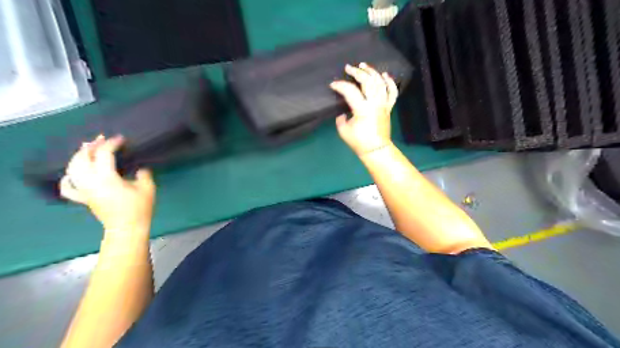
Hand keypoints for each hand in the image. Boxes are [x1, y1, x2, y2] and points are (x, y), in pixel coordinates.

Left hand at [60, 134, 156, 233]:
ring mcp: (84, 190)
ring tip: (87, 150)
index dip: (112, 144)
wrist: (127, 228)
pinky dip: (67, 178)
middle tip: (102, 140)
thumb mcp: (147, 188)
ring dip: (79, 157)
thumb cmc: (139, 208)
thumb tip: (139, 168)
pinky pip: (68, 187)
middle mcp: (90, 181)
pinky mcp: (83, 198)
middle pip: (83, 158)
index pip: (104, 154)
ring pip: (72, 169)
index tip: (122, 139)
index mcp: (106, 177)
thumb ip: (143, 174)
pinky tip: (71, 174)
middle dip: (92, 146)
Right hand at [329, 63, 396, 155]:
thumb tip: (343, 111)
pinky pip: (392, 92)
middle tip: (348, 68)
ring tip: (364, 66)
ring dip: (372, 72)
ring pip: (380, 83)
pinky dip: (390, 82)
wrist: (376, 149)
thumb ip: (341, 118)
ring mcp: (383, 104)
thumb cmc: (359, 142)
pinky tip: (384, 75)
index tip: (333, 85)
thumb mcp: (343, 131)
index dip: (340, 85)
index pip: (350, 91)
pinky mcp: (388, 108)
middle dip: (357, 72)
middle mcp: (374, 103)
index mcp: (362, 109)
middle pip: (367, 81)